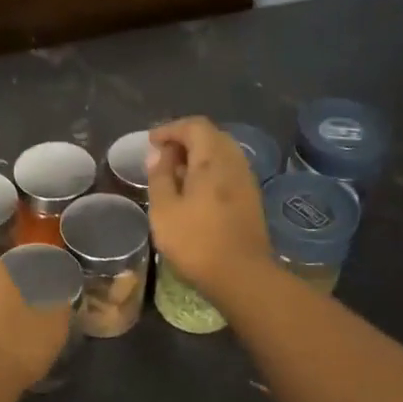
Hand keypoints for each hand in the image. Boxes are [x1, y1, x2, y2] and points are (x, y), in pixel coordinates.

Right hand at [146, 117, 271, 295]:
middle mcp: (234, 162)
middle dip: (185, 139)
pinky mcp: (251, 198)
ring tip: (175, 173)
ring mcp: (246, 180)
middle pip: (211, 136)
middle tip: (162, 156)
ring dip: (198, 155)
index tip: (151, 142)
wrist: (242, 275)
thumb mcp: (164, 210)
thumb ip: (160, 176)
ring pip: (222, 153)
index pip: (194, 126)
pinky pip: (229, 169)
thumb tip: (159, 155)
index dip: (171, 129)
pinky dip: (209, 170)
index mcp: (212, 159)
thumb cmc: (196, 241)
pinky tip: (195, 191)